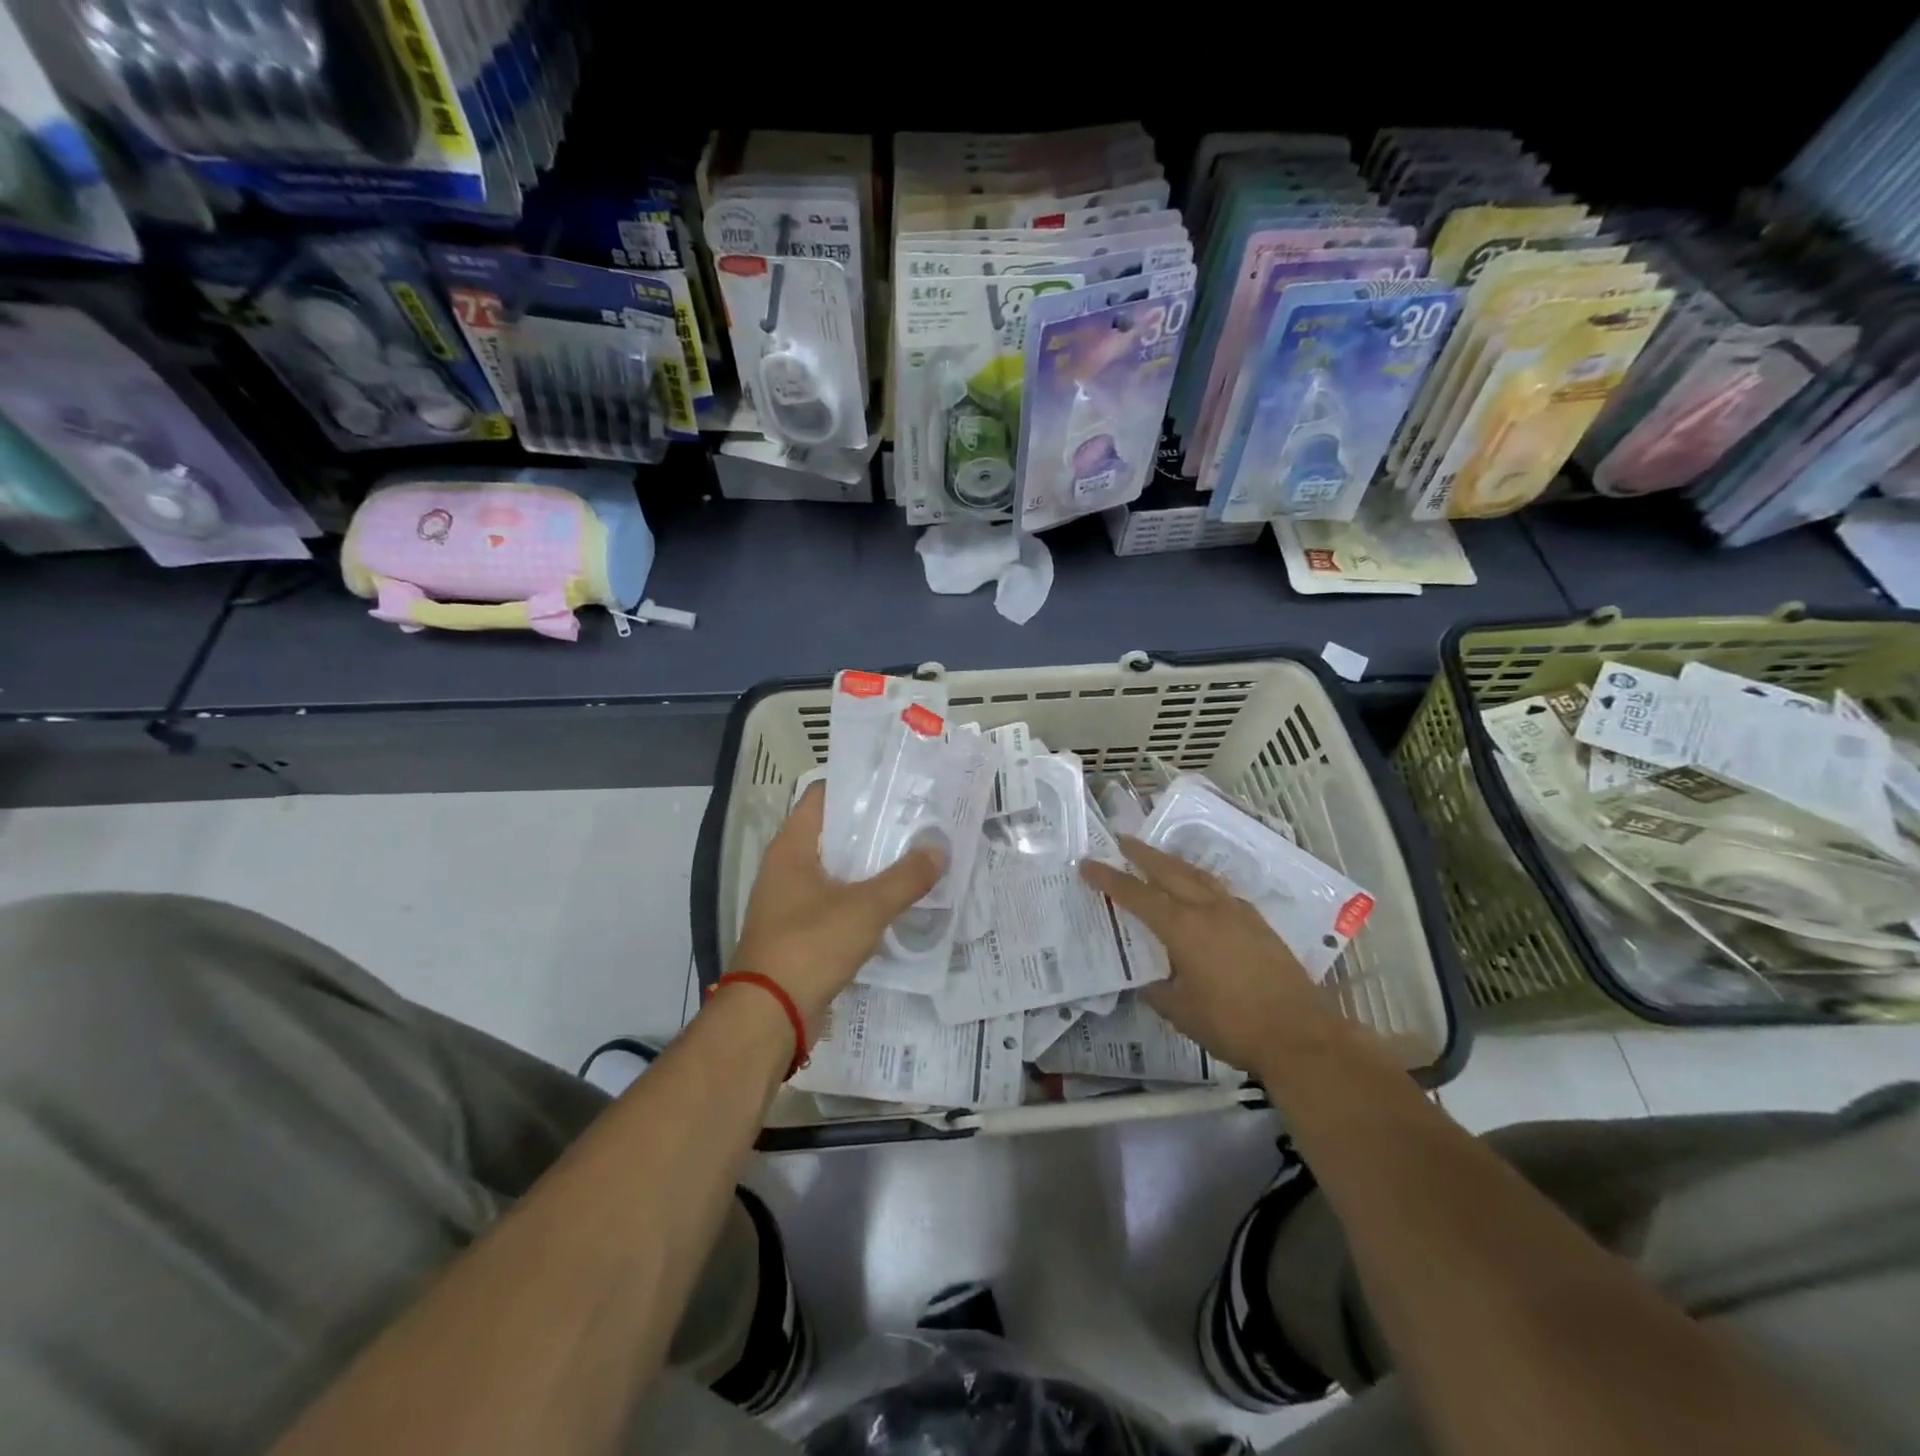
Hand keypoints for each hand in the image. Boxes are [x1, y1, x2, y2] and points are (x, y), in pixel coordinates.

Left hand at [730, 783, 944, 1030]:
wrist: (768, 1015)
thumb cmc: (810, 946)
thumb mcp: (866, 908)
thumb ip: (906, 877)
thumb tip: (940, 849)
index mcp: (791, 848)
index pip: (822, 797)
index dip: (857, 786)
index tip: (895, 786)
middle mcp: (785, 868)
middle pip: (832, 833)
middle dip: (872, 828)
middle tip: (916, 821)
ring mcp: (789, 902)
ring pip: (836, 870)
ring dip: (869, 865)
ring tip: (913, 856)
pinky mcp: (799, 932)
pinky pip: (835, 902)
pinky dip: (861, 898)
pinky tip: (893, 902)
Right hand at [1081, 836, 1339, 1071]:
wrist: (1300, 1034)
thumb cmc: (1232, 1024)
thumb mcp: (1180, 1011)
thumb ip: (1158, 989)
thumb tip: (1148, 979)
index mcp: (1183, 927)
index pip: (1137, 895)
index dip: (1109, 879)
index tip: (1087, 864)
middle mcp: (1208, 909)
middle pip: (1170, 870)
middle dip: (1143, 854)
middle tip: (1122, 841)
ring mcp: (1238, 913)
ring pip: (1198, 876)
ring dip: (1174, 863)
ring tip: (1158, 858)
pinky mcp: (1258, 923)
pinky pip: (1220, 891)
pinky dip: (1200, 882)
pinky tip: (1199, 891)